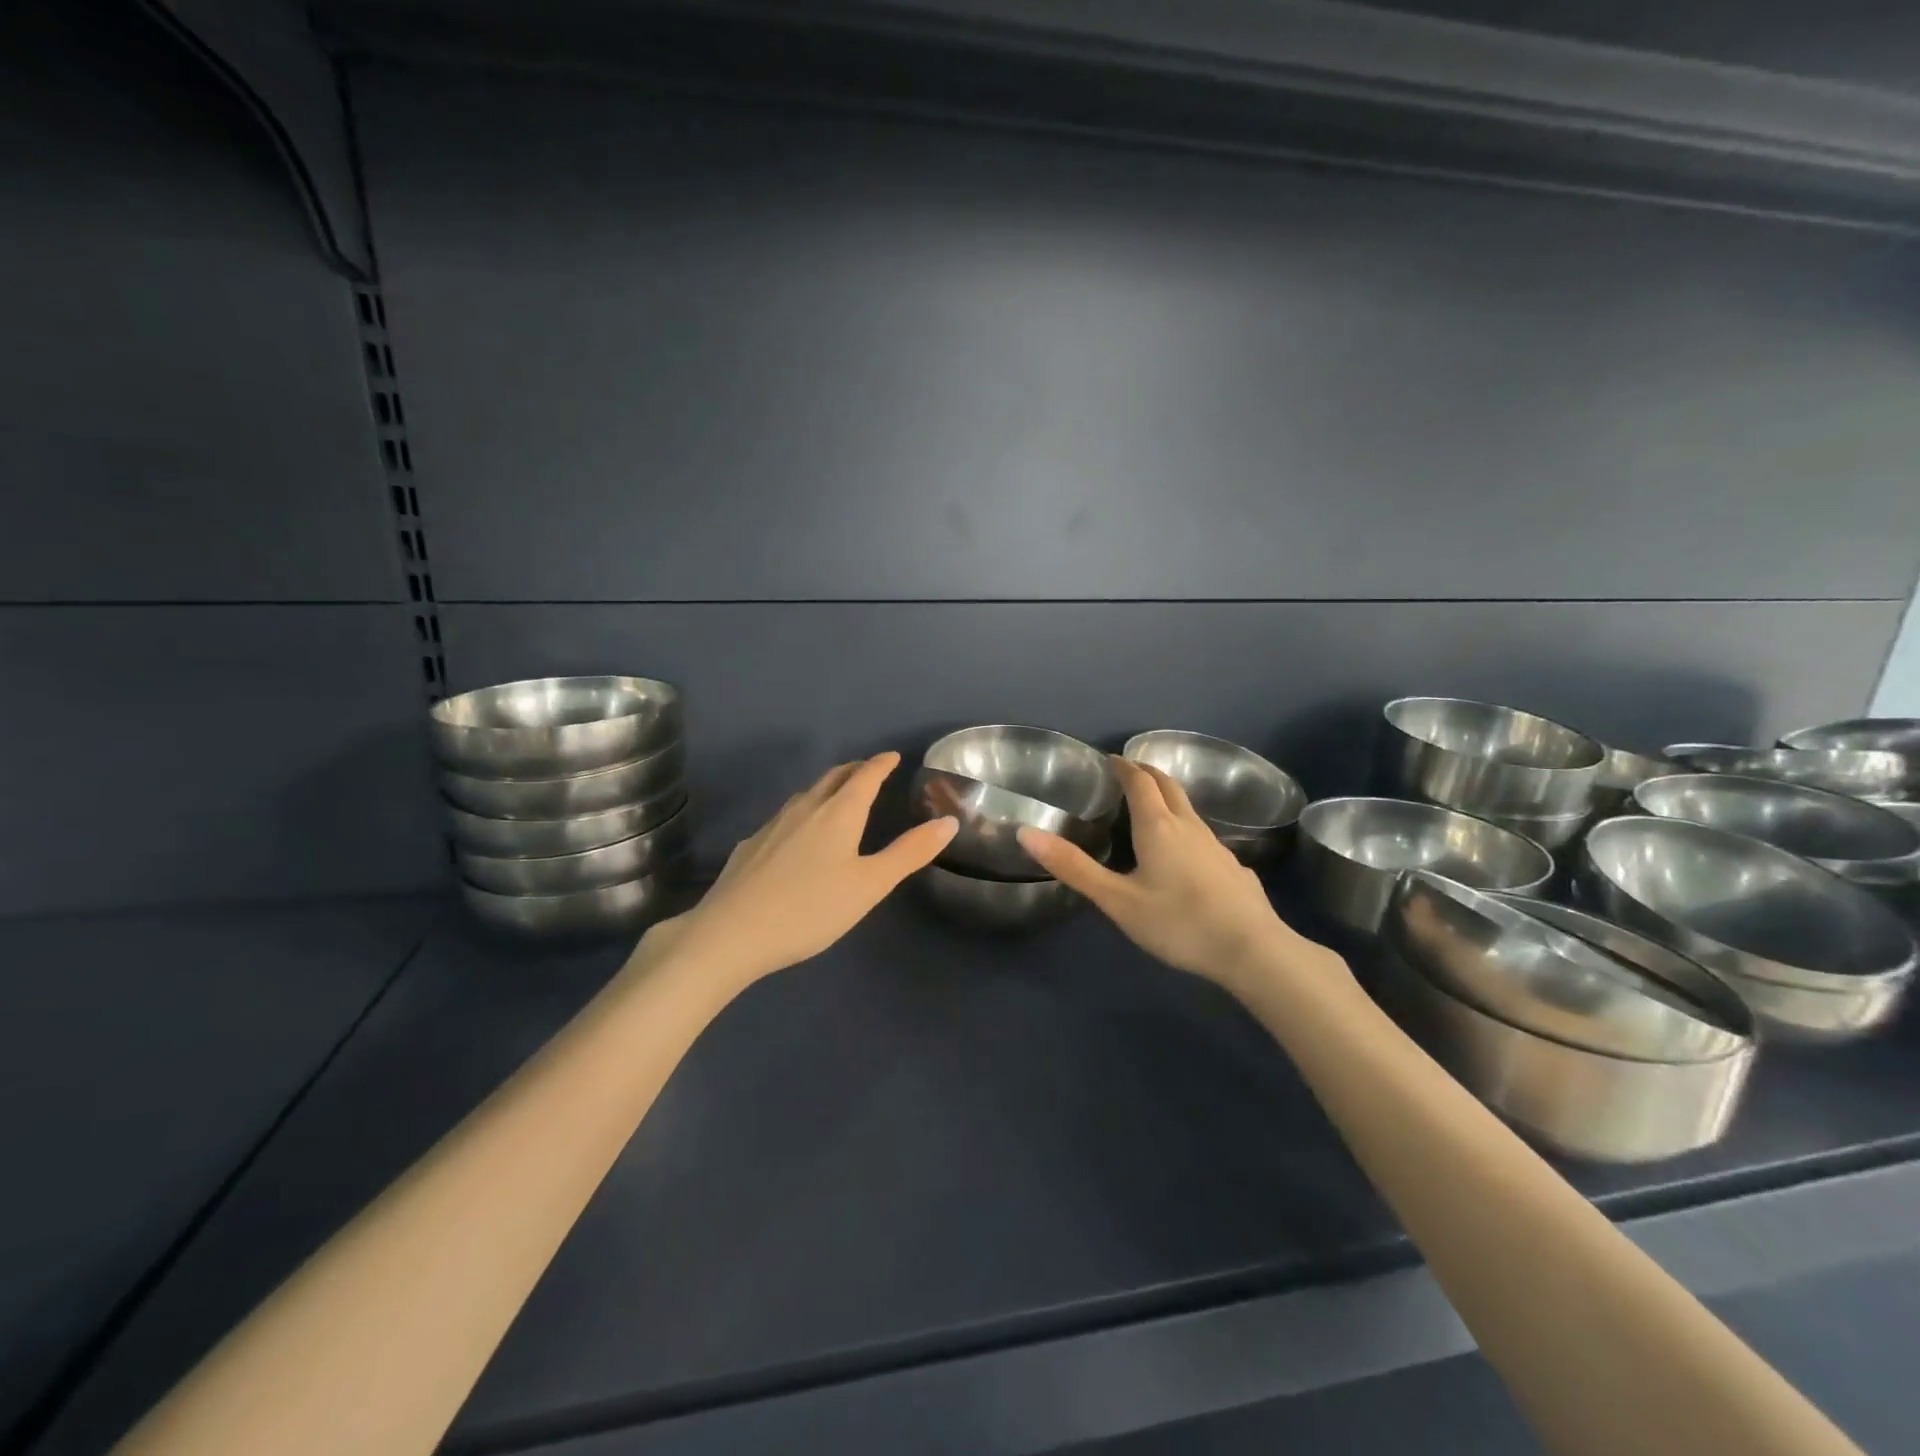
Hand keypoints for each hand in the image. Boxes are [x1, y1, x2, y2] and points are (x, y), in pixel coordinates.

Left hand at [650, 752, 955, 993]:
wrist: (730, 933)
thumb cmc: (810, 908)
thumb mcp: (870, 885)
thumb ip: (910, 853)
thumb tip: (949, 821)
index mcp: (839, 813)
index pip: (865, 776)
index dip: (881, 764)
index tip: (893, 756)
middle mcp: (805, 809)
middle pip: (833, 778)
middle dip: (854, 770)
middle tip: (869, 770)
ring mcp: (772, 825)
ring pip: (805, 795)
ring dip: (826, 788)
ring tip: (837, 795)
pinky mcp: (750, 846)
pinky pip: (784, 817)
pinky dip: (802, 813)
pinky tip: (796, 835)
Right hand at [1019, 758, 1338, 994]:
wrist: (1253, 950)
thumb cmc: (1179, 922)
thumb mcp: (1117, 900)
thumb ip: (1073, 867)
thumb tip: (1026, 832)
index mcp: (1158, 826)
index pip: (1139, 781)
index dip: (1123, 766)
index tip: (1108, 759)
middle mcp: (1189, 826)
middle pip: (1168, 786)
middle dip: (1147, 773)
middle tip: (1127, 772)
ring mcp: (1216, 846)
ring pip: (1188, 809)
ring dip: (1167, 798)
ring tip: (1149, 808)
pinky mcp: (1232, 867)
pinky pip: (1203, 836)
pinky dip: (1185, 828)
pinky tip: (1183, 855)